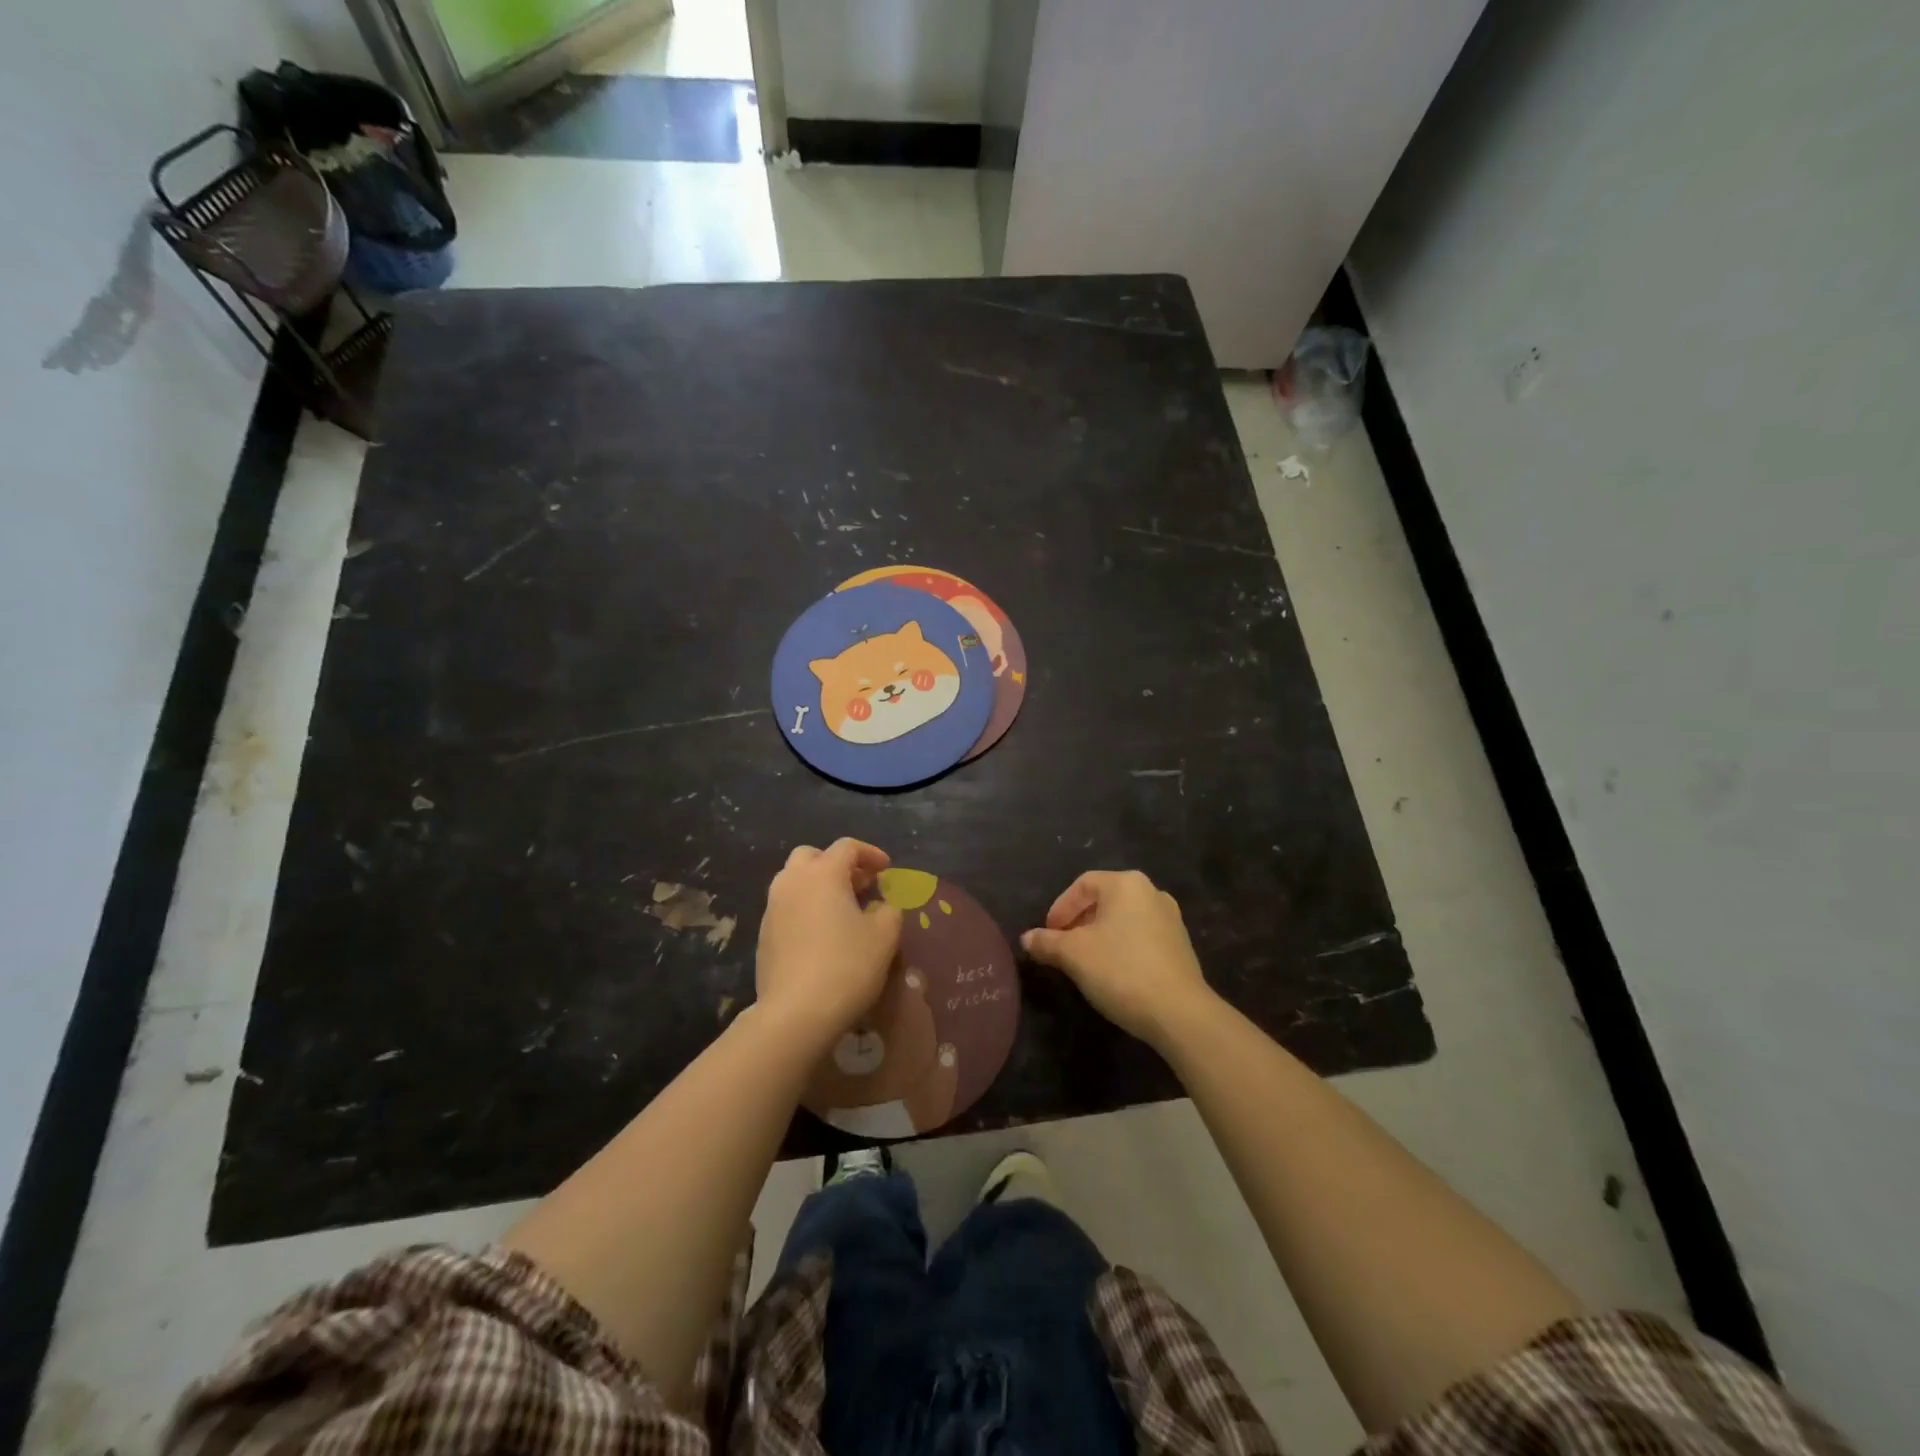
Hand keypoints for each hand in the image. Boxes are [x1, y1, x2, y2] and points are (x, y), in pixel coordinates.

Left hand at [755, 839, 901, 1045]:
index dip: (870, 854)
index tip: (887, 871)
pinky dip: (805, 909)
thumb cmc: (847, 965)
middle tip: (860, 885)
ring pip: (794, 881)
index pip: (847, 847)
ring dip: (818, 886)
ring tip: (842, 910)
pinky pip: (786, 908)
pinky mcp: (763, 935)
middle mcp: (792, 882)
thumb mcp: (885, 935)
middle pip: (812, 856)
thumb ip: (888, 910)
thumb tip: (878, 906)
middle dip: (837, 864)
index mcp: (823, 873)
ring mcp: (772, 908)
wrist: (796, 1013)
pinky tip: (822, 935)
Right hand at [1021, 870, 1213, 1049]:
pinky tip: (1113, 973)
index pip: (1083, 885)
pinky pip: (1141, 937)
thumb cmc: (1121, 970)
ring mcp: (1171, 919)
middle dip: (1078, 922)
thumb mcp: (1074, 955)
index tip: (1048, 934)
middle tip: (1062, 947)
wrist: (1179, 1013)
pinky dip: (1121, 947)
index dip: (1060, 908)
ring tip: (1084, 962)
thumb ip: (1047, 942)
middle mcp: (1152, 893)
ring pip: (1123, 919)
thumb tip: (1027, 938)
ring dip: (1099, 935)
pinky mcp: (1180, 946)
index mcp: (1126, 884)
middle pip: (1104, 900)